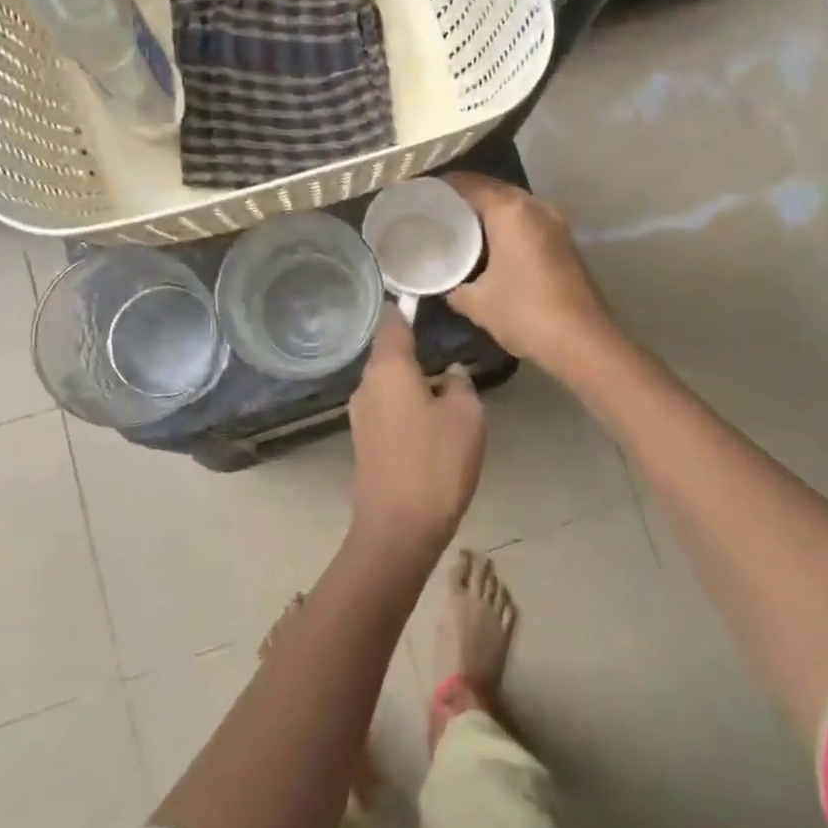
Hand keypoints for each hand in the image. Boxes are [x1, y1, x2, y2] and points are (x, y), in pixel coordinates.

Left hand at [348, 309, 484, 559]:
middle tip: (446, 344)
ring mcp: (361, 415)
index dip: (406, 307)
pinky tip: (429, 418)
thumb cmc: (435, 463)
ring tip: (444, 384)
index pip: (393, 322)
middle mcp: (367, 385)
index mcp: (388, 369)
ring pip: (388, 382)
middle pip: (389, 353)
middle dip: (414, 347)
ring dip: (412, 379)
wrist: (397, 530)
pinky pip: (387, 406)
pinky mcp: (364, 441)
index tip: (423, 298)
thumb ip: (460, 384)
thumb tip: (448, 375)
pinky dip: (406, 403)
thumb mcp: (466, 416)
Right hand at [443, 172, 619, 380]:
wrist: (583, 342)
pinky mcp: (565, 240)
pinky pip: (527, 220)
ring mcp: (555, 222)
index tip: (420, 193)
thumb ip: (453, 286)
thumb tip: (443, 283)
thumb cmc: (525, 314)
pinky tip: (490, 244)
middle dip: (465, 196)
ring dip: (488, 210)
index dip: (442, 186)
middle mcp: (535, 206)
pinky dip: (507, 224)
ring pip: (513, 204)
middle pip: (493, 189)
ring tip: (459, 225)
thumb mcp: (477, 303)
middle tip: (436, 210)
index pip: (469, 183)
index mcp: (510, 211)